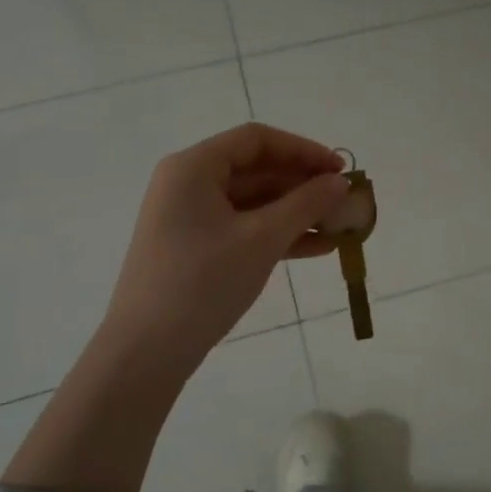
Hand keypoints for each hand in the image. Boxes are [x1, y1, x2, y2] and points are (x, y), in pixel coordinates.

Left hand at [101, 124, 347, 381]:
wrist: (146, 351)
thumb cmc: (203, 282)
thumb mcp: (261, 239)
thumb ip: (305, 205)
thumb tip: (341, 183)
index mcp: (194, 168)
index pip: (256, 140)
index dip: (303, 150)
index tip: (340, 170)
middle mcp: (188, 184)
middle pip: (256, 169)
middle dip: (303, 184)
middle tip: (344, 202)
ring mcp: (190, 218)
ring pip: (254, 202)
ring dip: (296, 212)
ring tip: (339, 228)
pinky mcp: (196, 248)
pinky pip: (244, 228)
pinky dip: (278, 234)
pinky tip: (317, 249)